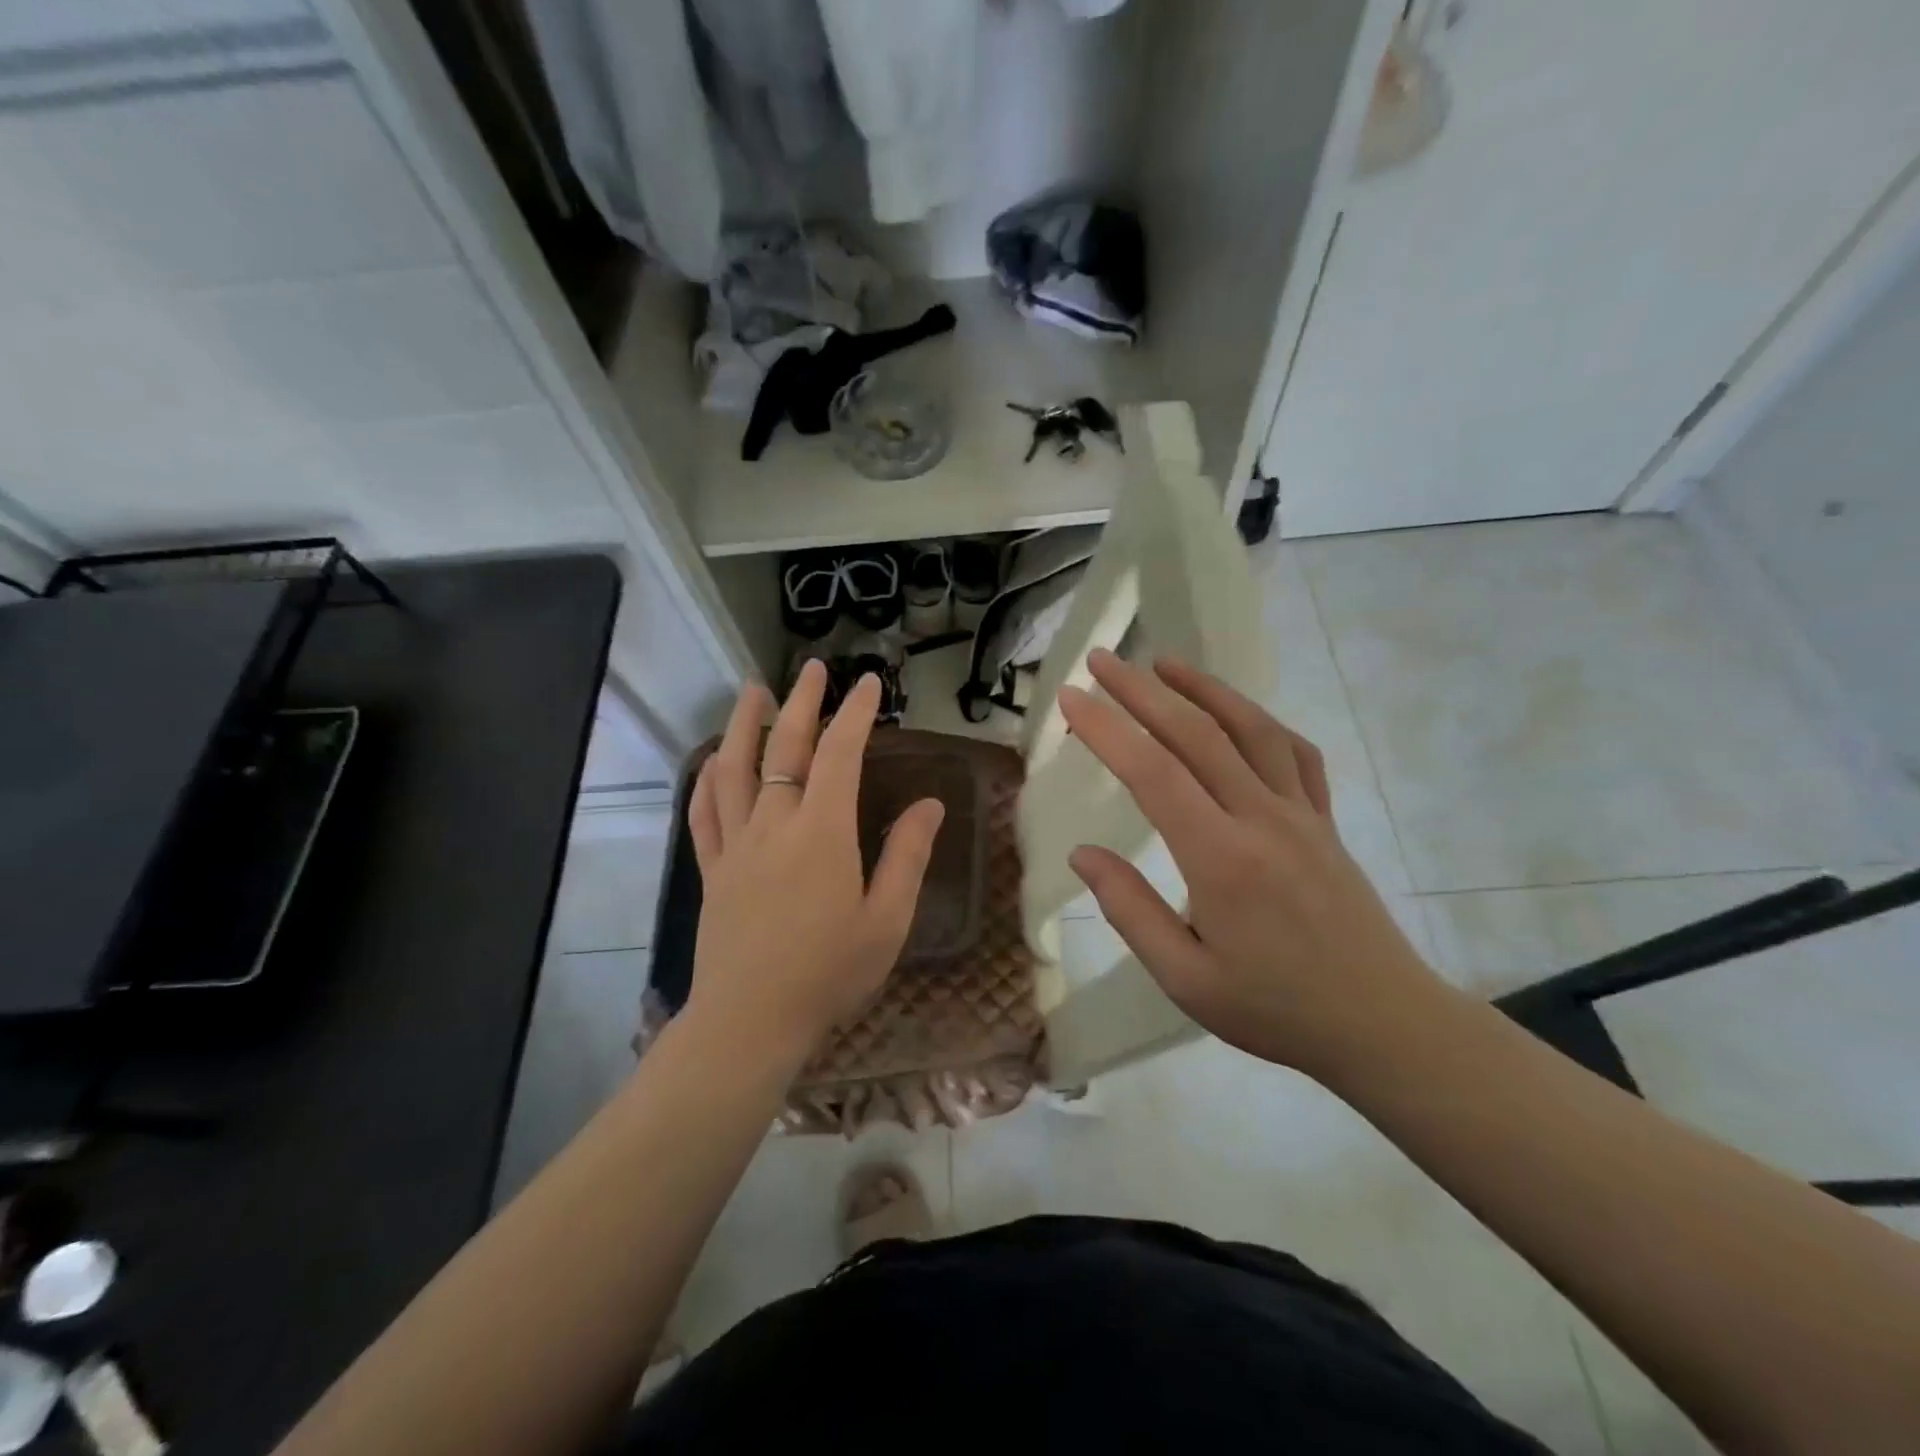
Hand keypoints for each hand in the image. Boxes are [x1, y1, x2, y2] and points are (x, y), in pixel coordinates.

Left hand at [684, 662, 943, 1067]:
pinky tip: (711, 762)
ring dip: (743, 725)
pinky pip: (703, 813)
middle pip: (784, 749)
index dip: (855, 714)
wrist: (749, 1022)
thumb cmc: (828, 973)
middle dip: (801, 703)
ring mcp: (735, 845)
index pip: (840, 755)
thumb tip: (929, 805)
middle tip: (812, 669)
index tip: (868, 684)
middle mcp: (774, 825)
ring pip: (733, 769)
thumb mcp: (886, 921)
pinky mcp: (712, 869)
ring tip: (752, 692)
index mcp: (821, 834)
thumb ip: (907, 857)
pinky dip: (706, 780)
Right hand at [1059, 650, 1447, 1080]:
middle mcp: (1261, 820)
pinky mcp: (1325, 820)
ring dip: (1203, 688)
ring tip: (1163, 662)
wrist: (1383, 1024)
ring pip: (1249, 729)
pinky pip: (1294, 753)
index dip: (1107, 729)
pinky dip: (1260, 720)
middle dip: (1141, 691)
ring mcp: (1301, 813)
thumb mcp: (1186, 979)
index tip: (1071, 698)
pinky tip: (1237, 712)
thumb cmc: (1275, 1008)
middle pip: (1195, 734)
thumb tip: (1082, 854)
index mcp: (1221, 860)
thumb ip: (1130, 910)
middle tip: (1102, 660)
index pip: (1153, 774)